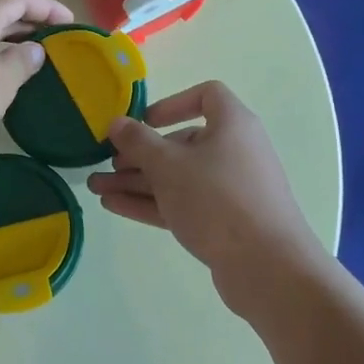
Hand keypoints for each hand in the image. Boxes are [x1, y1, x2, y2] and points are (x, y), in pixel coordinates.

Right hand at [87, 81, 324, 287]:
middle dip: (140, 153)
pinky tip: (114, 206)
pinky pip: (182, 203)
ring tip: (96, 188)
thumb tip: (117, 123)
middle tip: (106, 164)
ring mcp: (230, 190)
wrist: (267, 267)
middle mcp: (234, 152)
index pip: (207, 96)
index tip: (144, 122)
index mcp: (232, 125)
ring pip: (177, 178)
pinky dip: (151, 202)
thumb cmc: (217, 200)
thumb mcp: (168, 166)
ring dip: (137, 181)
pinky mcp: (223, 222)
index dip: (172, 103)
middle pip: (182, 143)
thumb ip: (137, 141)